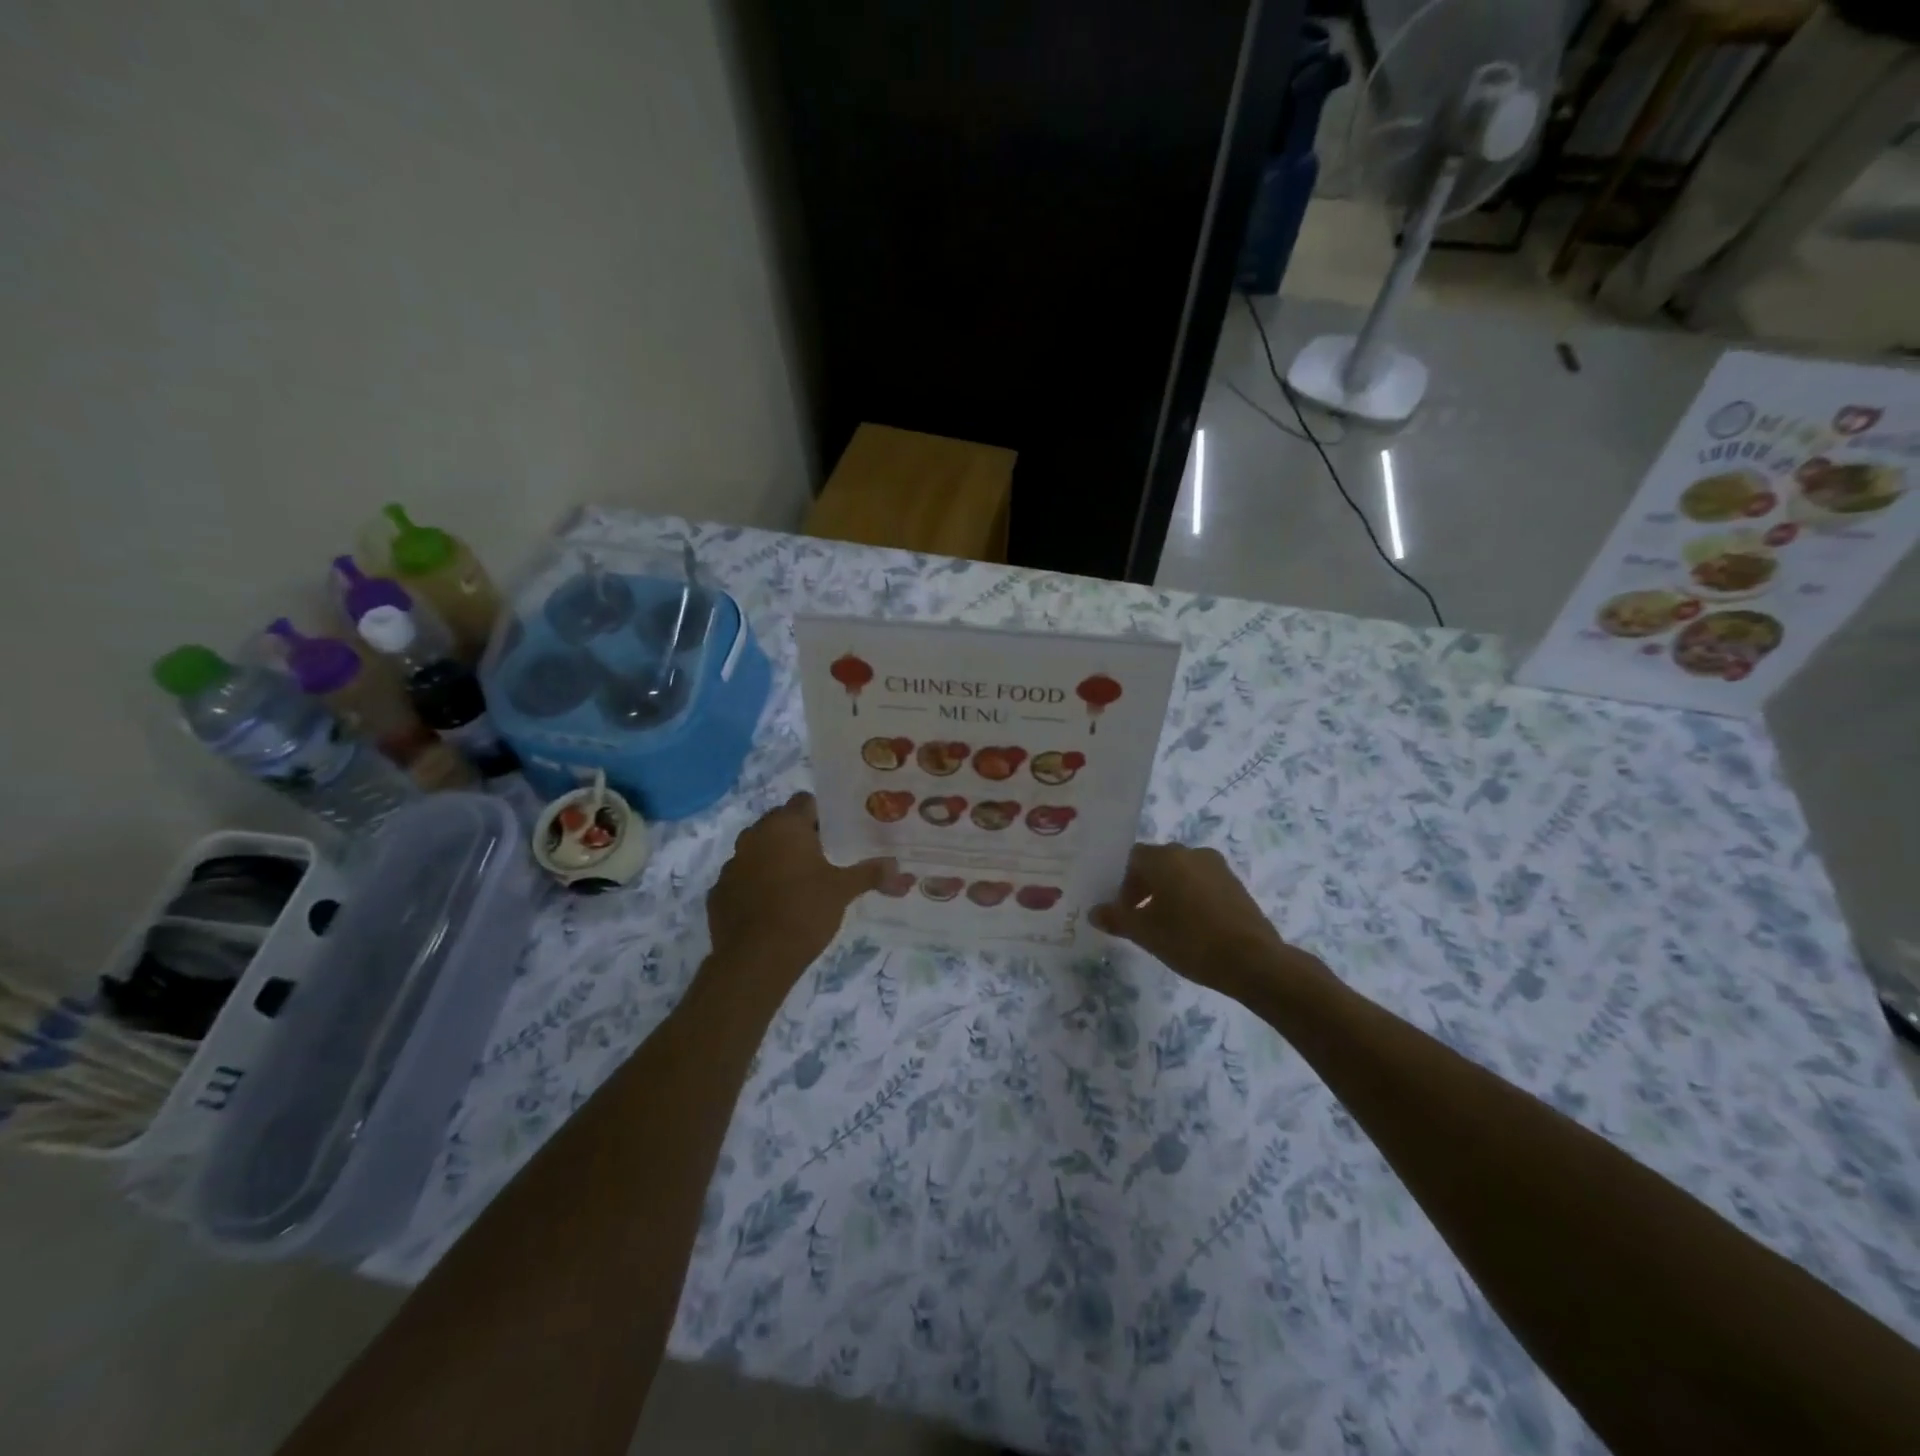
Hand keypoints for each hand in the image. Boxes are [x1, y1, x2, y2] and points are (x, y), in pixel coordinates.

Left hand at [706, 794, 890, 990]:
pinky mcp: (718, 891)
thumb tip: (901, 869)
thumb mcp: (843, 891)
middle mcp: (754, 835)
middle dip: (799, 836)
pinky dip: (755, 885)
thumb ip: (871, 874)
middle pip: (780, 823)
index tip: (837, 833)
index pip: (805, 802)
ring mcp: (731, 863)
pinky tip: (771, 906)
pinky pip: (742, 878)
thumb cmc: (804, 912)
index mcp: (785, 826)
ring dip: (775, 859)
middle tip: (823, 858)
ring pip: (758, 850)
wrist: (755, 959)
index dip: (822, 814)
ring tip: (798, 883)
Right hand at [1091, 842, 1319, 997]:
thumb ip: (1117, 918)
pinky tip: (1191, 928)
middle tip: (1138, 919)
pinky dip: (1190, 898)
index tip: (1121, 910)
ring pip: (1181, 873)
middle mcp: (1191, 852)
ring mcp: (1217, 867)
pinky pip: (1202, 884)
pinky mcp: (1235, 884)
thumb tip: (1095, 912)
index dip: (1121, 883)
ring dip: (1168, 893)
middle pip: (1157, 863)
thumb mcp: (1145, 933)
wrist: (1253, 961)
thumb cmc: (1190, 940)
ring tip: (1165, 926)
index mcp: (1165, 857)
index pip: (1132, 859)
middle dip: (1144, 887)